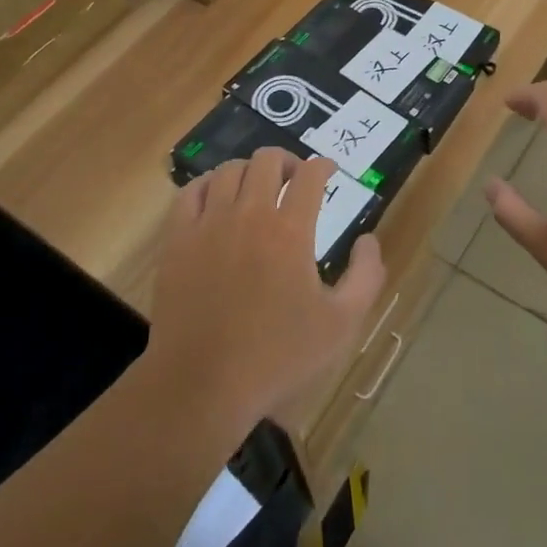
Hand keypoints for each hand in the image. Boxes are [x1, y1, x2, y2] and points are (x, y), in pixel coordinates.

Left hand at [146, 150, 386, 434]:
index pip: (309, 176)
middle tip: (295, 179)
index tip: (329, 171)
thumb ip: (366, 277)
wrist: (202, 386)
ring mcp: (208, 224)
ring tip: (257, 187)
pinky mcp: (177, 240)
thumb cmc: (277, 358)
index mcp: (290, 231)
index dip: (323, 166)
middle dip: (287, 161)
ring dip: (249, 171)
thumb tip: (369, 239)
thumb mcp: (341, 325)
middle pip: (267, 161)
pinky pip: (191, 192)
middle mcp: (249, 215)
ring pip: (229, 170)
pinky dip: (209, 185)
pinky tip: (217, 197)